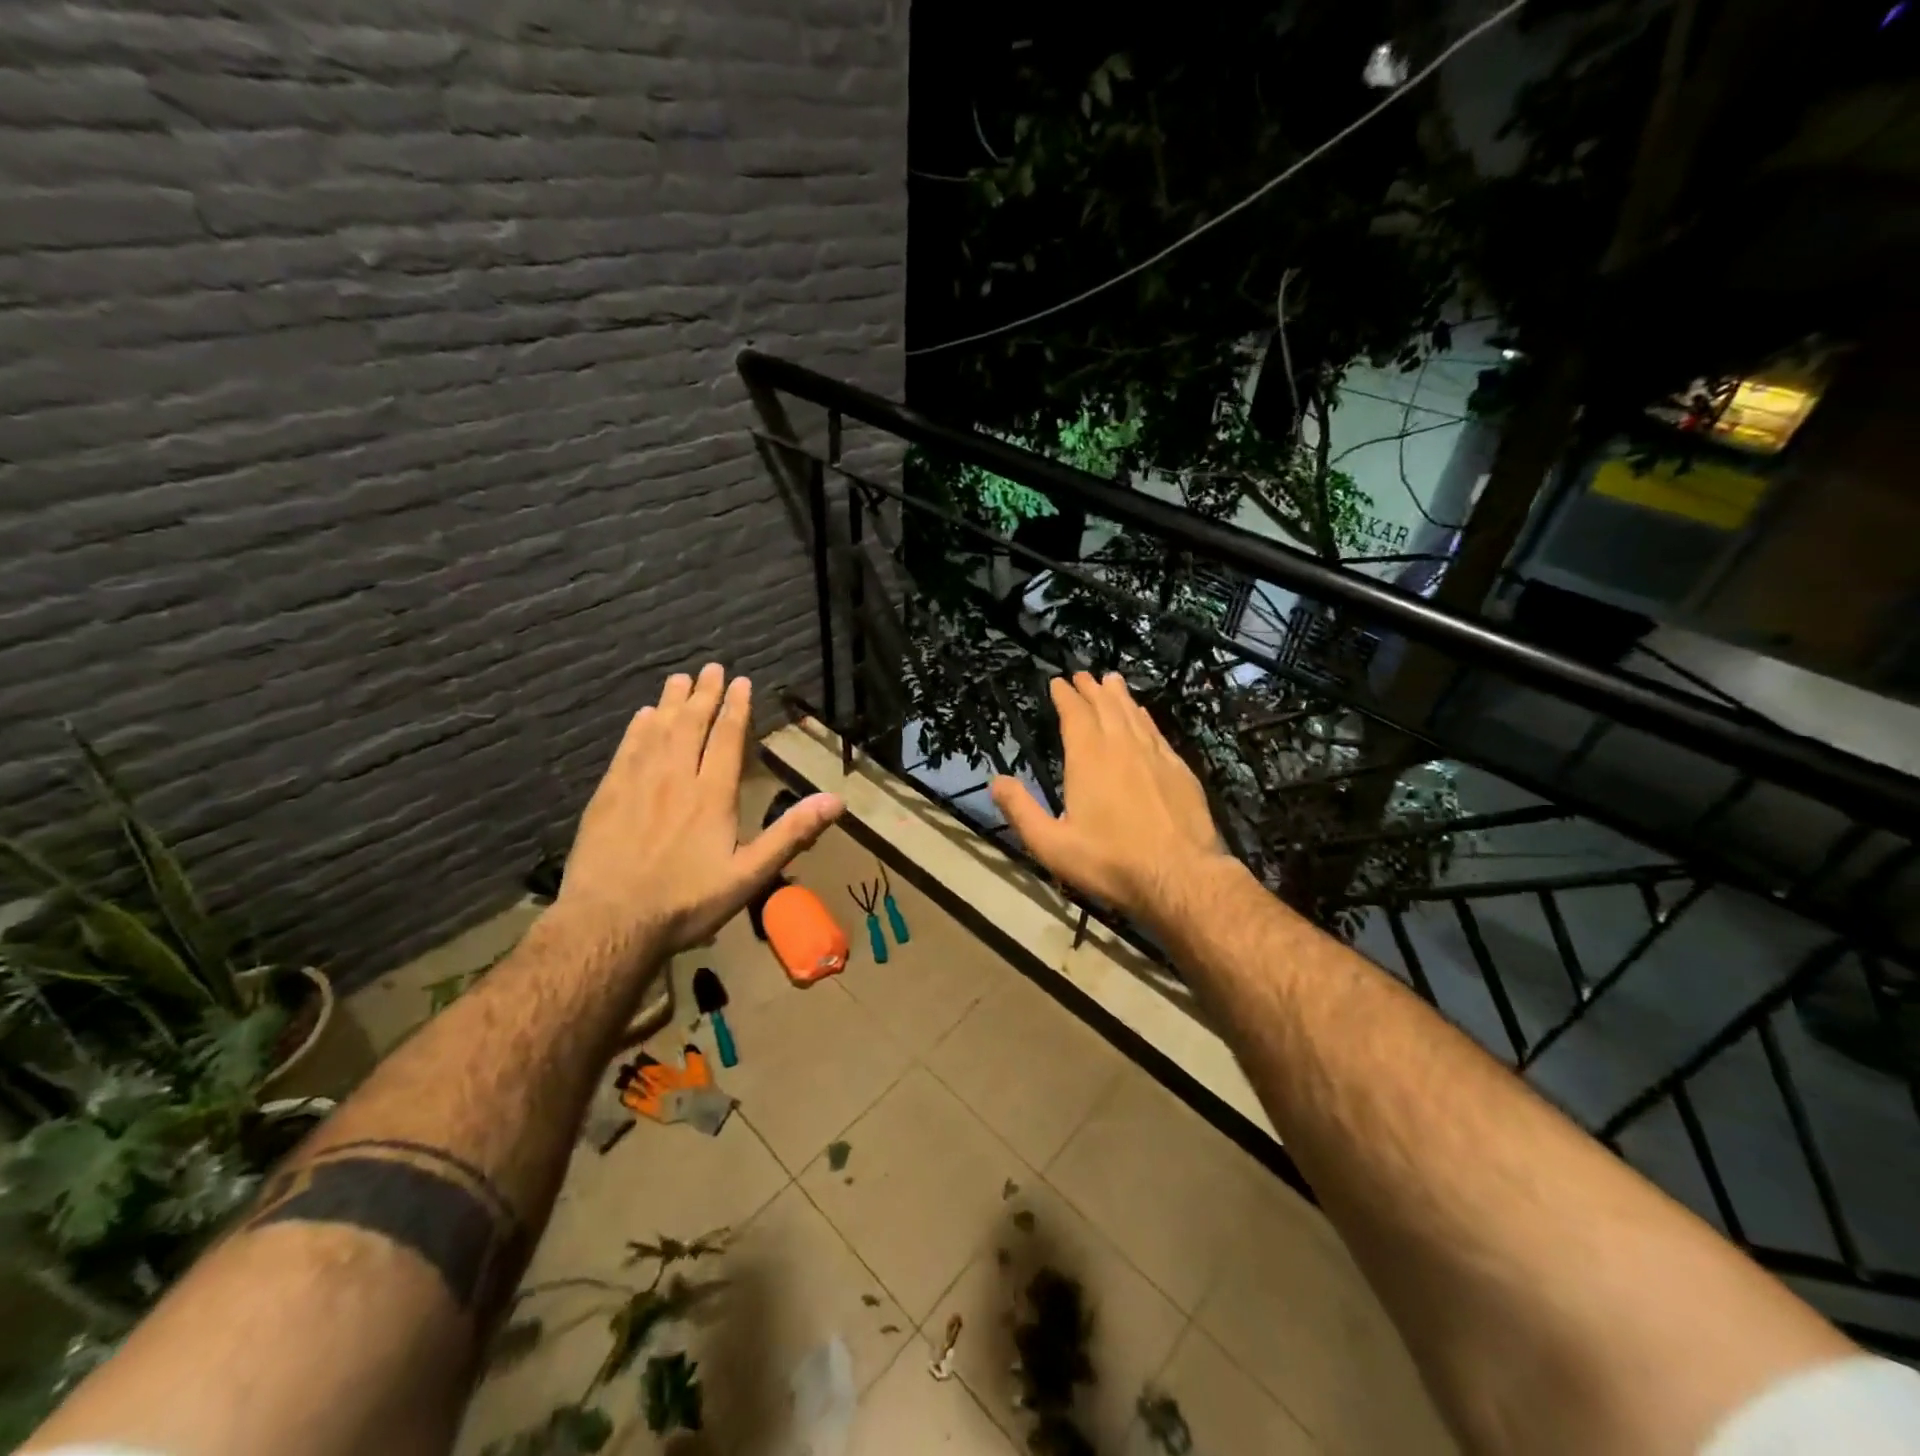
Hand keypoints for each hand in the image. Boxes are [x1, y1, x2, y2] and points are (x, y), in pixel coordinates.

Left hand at [557, 663, 842, 957]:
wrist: (609, 924)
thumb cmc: (686, 903)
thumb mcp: (750, 875)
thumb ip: (791, 834)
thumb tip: (836, 801)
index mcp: (713, 795)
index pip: (728, 739)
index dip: (736, 708)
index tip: (741, 682)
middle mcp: (676, 778)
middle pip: (692, 724)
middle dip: (704, 694)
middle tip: (711, 668)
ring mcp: (638, 784)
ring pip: (658, 730)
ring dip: (670, 702)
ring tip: (679, 678)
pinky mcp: (607, 795)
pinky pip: (626, 749)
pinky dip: (637, 728)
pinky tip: (641, 717)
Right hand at [989, 672, 1233, 929]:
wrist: (1180, 876)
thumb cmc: (1110, 862)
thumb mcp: (1052, 845)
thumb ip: (1021, 811)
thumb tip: (996, 781)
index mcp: (1088, 759)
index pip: (1075, 715)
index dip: (1065, 696)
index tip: (1058, 682)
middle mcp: (1122, 747)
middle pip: (1105, 707)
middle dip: (1091, 689)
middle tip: (1083, 674)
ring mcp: (1155, 756)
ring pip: (1133, 715)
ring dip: (1119, 696)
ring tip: (1112, 681)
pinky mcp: (1180, 770)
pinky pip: (1156, 732)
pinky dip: (1144, 718)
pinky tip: (1143, 716)